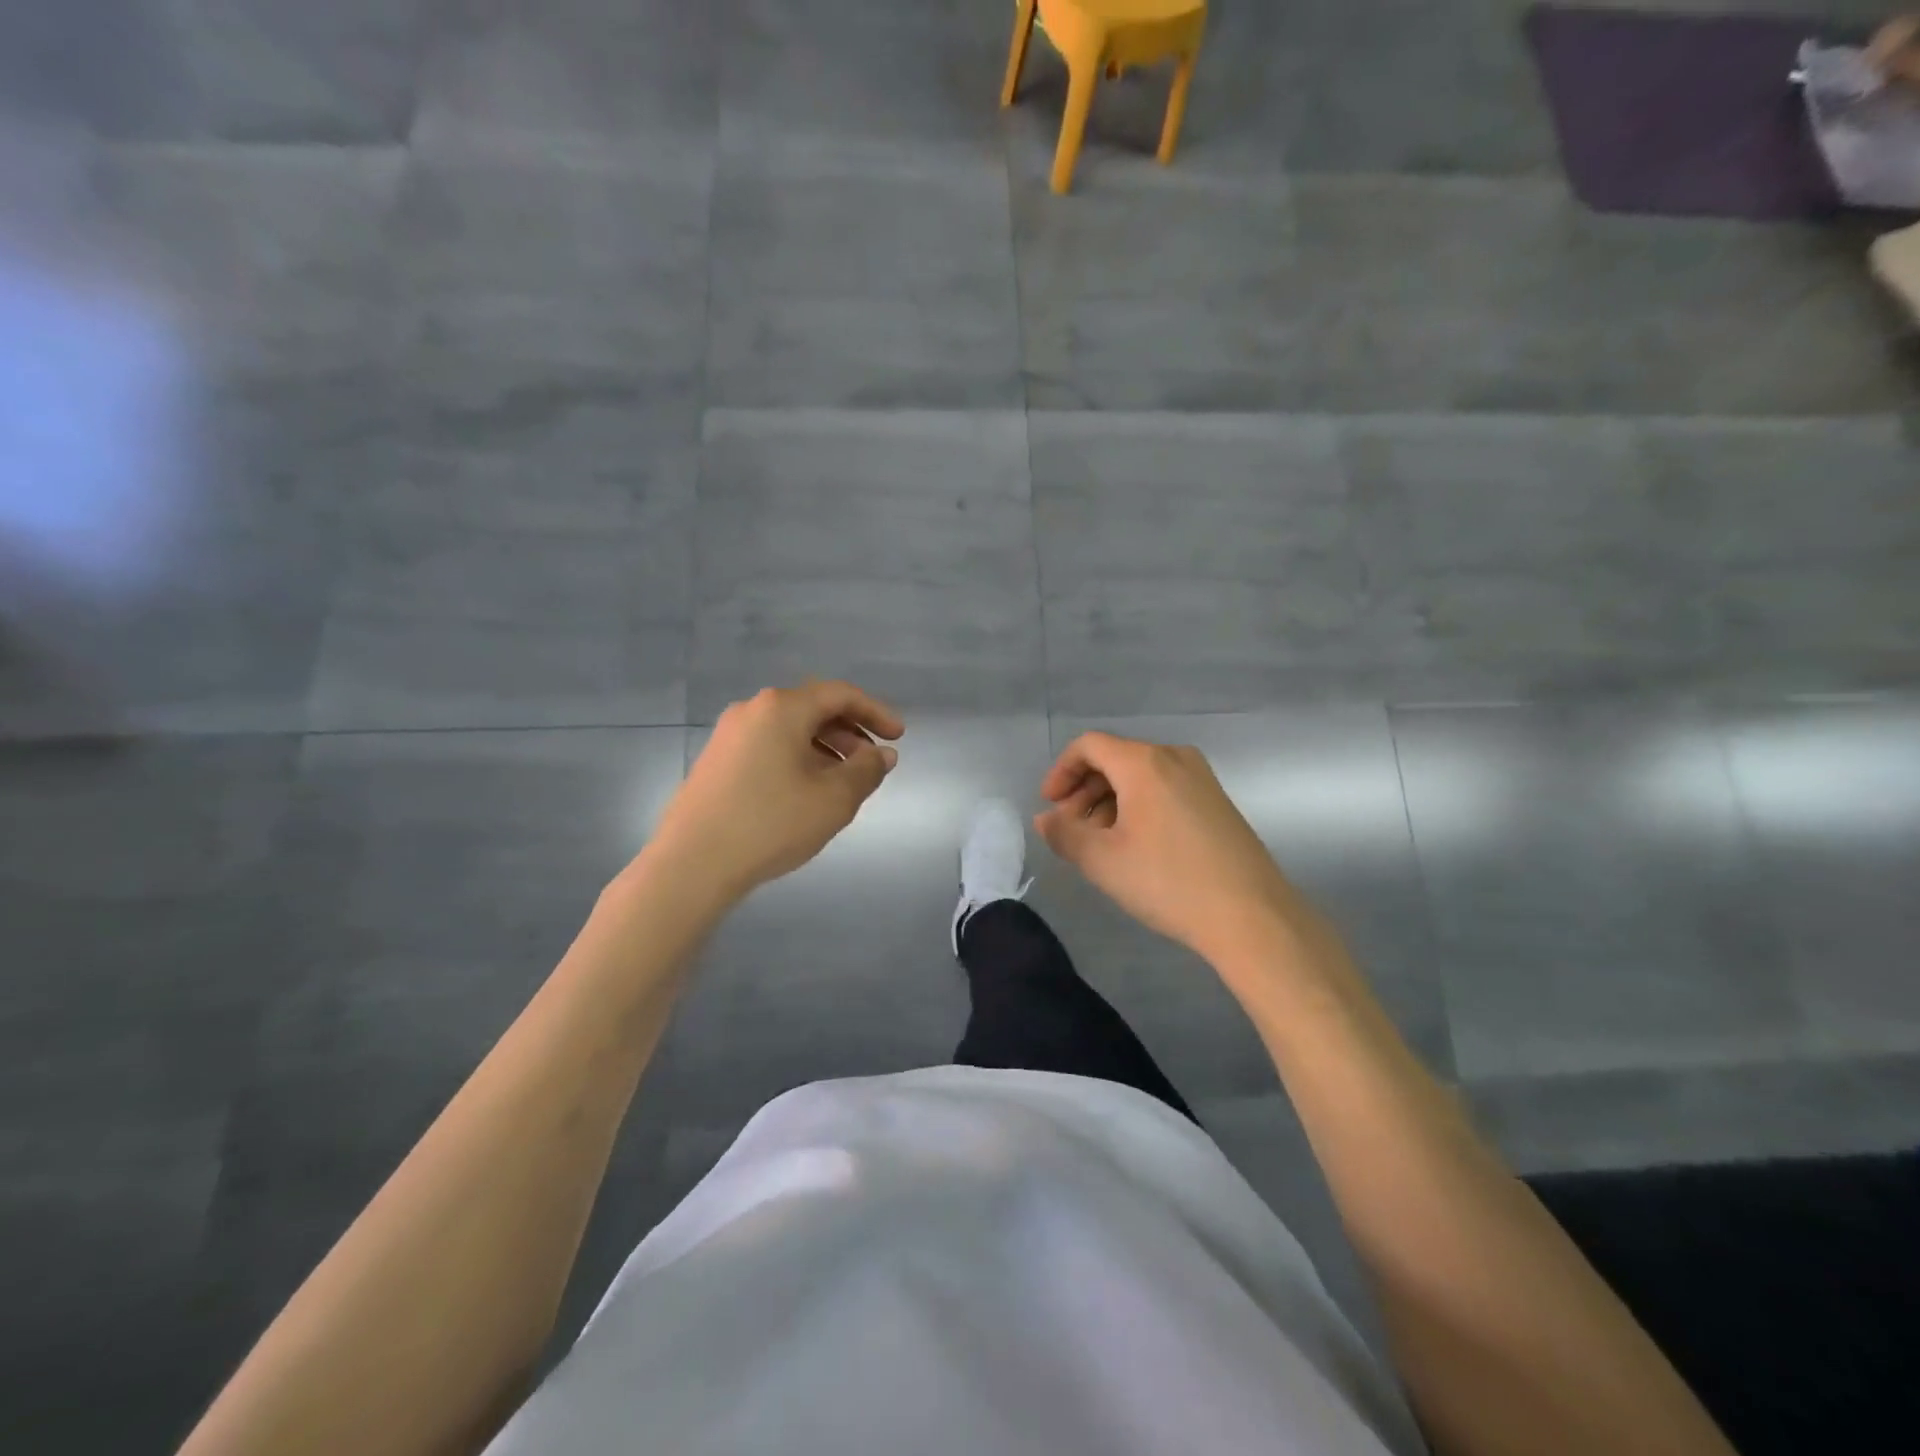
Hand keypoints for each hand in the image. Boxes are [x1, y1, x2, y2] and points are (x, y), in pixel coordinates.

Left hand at [649, 681, 902, 901]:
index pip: (840, 694)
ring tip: (844, 782)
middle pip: (813, 708)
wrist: (691, 864)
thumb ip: (866, 771)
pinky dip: (798, 758)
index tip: (898, 737)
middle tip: (873, 762)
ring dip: (825, 748)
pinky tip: (806, 792)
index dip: (875, 712)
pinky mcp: (716, 760)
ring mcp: (729, 735)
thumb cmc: (770, 824)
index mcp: (782, 708)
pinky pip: (769, 746)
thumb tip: (882, 754)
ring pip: (790, 730)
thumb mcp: (833, 800)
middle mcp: (752, 710)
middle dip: (850, 732)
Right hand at [1034, 733, 1299, 962]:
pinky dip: (1139, 807)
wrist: (1252, 916)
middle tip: (1070, 830)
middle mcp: (1175, 758)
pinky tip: (1136, 847)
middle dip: (1084, 791)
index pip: (1089, 746)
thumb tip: (1046, 819)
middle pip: (1115, 759)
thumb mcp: (1103, 861)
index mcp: (1144, 763)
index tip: (1050, 807)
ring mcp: (1202, 779)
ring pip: (1141, 776)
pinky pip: (1165, 790)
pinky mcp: (1217, 802)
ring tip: (1100, 844)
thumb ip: (1064, 834)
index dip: (1061, 772)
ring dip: (1110, 802)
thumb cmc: (1168, 882)